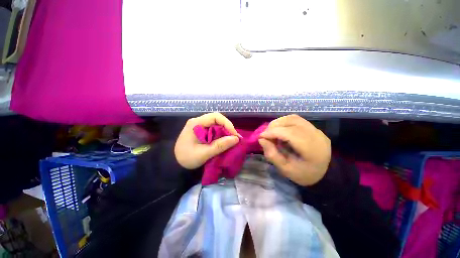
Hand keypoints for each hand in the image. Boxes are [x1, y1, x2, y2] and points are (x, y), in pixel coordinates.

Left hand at [175, 113, 239, 168]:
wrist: (174, 163)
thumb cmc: (186, 158)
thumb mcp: (203, 153)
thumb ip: (220, 146)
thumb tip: (236, 139)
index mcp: (196, 123)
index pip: (215, 117)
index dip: (227, 124)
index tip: (234, 135)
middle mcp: (198, 121)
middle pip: (217, 120)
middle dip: (227, 128)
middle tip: (235, 139)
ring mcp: (200, 126)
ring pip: (217, 125)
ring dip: (225, 132)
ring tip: (231, 140)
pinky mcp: (201, 131)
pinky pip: (214, 130)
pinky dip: (221, 135)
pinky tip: (224, 141)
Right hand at [258, 114, 330, 185]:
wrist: (324, 175)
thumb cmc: (303, 174)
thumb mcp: (285, 169)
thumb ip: (272, 154)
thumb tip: (261, 139)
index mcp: (312, 149)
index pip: (289, 133)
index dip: (272, 132)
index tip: (260, 137)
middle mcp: (316, 135)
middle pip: (291, 122)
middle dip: (274, 126)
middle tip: (266, 135)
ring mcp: (317, 130)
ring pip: (293, 118)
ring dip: (279, 123)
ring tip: (272, 133)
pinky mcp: (314, 129)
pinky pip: (297, 120)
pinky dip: (285, 123)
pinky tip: (281, 131)